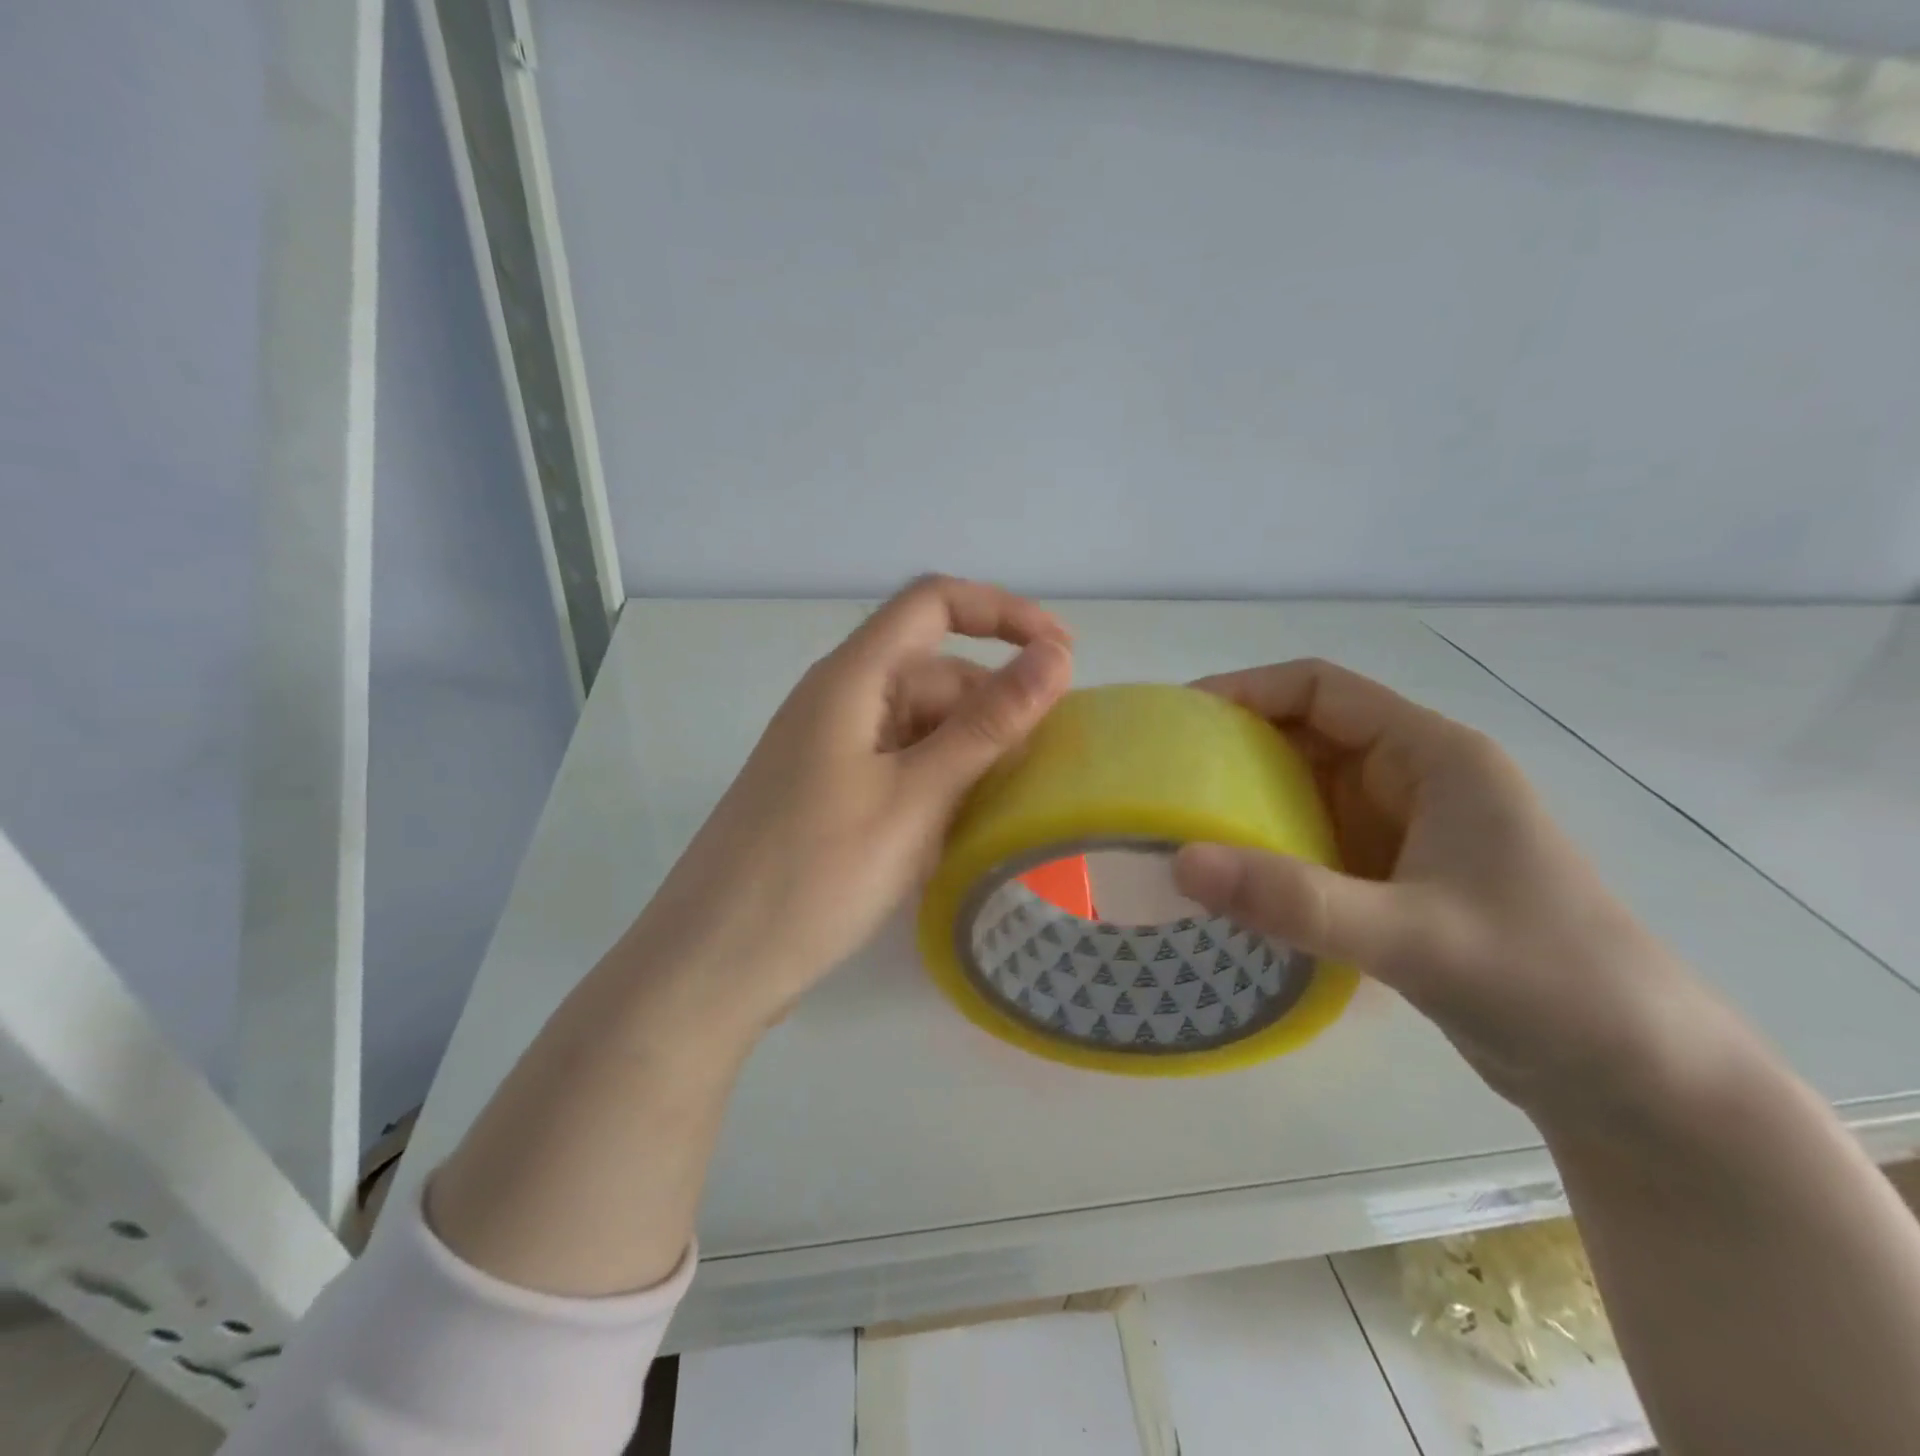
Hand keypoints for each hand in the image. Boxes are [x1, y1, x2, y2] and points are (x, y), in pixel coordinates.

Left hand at [631, 575, 1073, 1030]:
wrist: (714, 962)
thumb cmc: (816, 873)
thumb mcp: (916, 797)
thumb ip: (988, 725)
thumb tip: (1056, 656)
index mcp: (852, 679)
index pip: (934, 604)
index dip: (1003, 613)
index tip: (1063, 655)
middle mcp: (838, 702)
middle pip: (933, 673)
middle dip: (994, 706)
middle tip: (1046, 766)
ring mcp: (830, 751)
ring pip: (920, 725)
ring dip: (970, 752)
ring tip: (1011, 806)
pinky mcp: (829, 794)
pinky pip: (900, 766)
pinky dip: (939, 784)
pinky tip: (962, 830)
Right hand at [1171, 659, 1754, 1130]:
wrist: (1638, 1081)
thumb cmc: (1551, 983)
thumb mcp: (1415, 936)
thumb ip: (1296, 901)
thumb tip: (1181, 864)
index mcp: (1434, 757)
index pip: (1322, 690)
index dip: (1246, 690)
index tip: (1176, 720)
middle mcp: (1416, 781)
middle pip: (1306, 736)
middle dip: (1233, 749)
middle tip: (1159, 779)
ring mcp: (1406, 833)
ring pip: (1306, 793)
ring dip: (1246, 803)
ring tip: (1177, 825)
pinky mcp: (1396, 882)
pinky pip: (1314, 845)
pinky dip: (1268, 852)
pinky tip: (1230, 880)